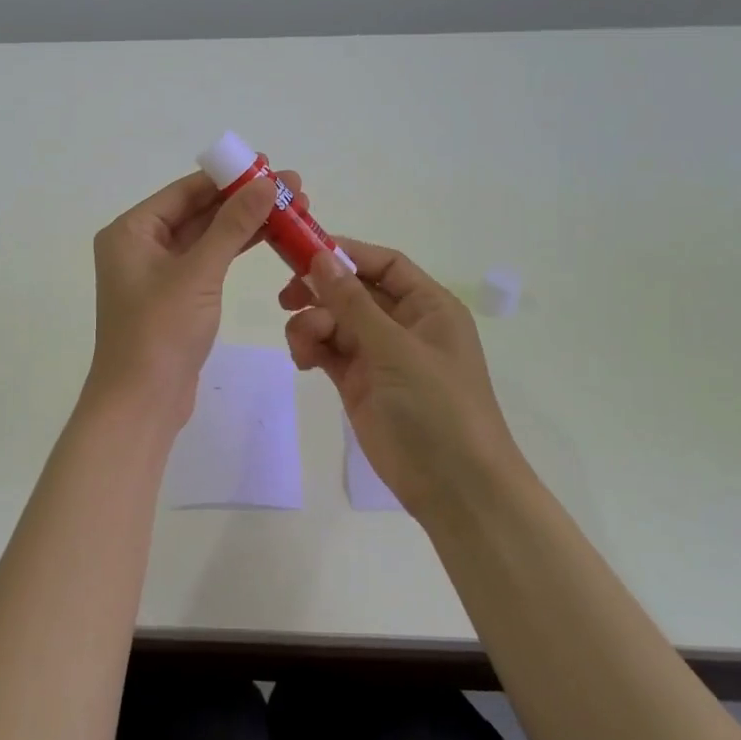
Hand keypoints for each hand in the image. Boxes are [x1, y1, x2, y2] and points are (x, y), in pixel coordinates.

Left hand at [86, 169, 300, 425]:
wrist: (141, 403)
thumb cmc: (161, 331)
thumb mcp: (199, 272)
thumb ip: (233, 225)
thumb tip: (267, 183)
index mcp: (130, 231)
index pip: (185, 191)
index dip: (229, 177)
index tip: (270, 165)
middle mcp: (139, 246)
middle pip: (197, 212)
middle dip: (244, 200)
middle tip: (293, 189)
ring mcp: (157, 274)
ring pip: (206, 238)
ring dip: (244, 224)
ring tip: (292, 210)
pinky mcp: (174, 298)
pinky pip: (207, 262)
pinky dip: (234, 251)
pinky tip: (268, 238)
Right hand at [280, 240, 527, 520]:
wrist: (454, 486)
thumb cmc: (437, 407)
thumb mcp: (395, 349)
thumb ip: (353, 303)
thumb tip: (320, 257)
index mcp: (428, 306)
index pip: (383, 264)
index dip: (345, 253)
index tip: (302, 252)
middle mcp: (404, 324)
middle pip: (353, 291)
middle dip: (320, 292)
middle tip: (286, 298)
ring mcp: (380, 355)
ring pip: (334, 321)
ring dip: (312, 325)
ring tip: (303, 347)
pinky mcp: (360, 383)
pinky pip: (328, 351)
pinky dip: (311, 349)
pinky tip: (303, 362)